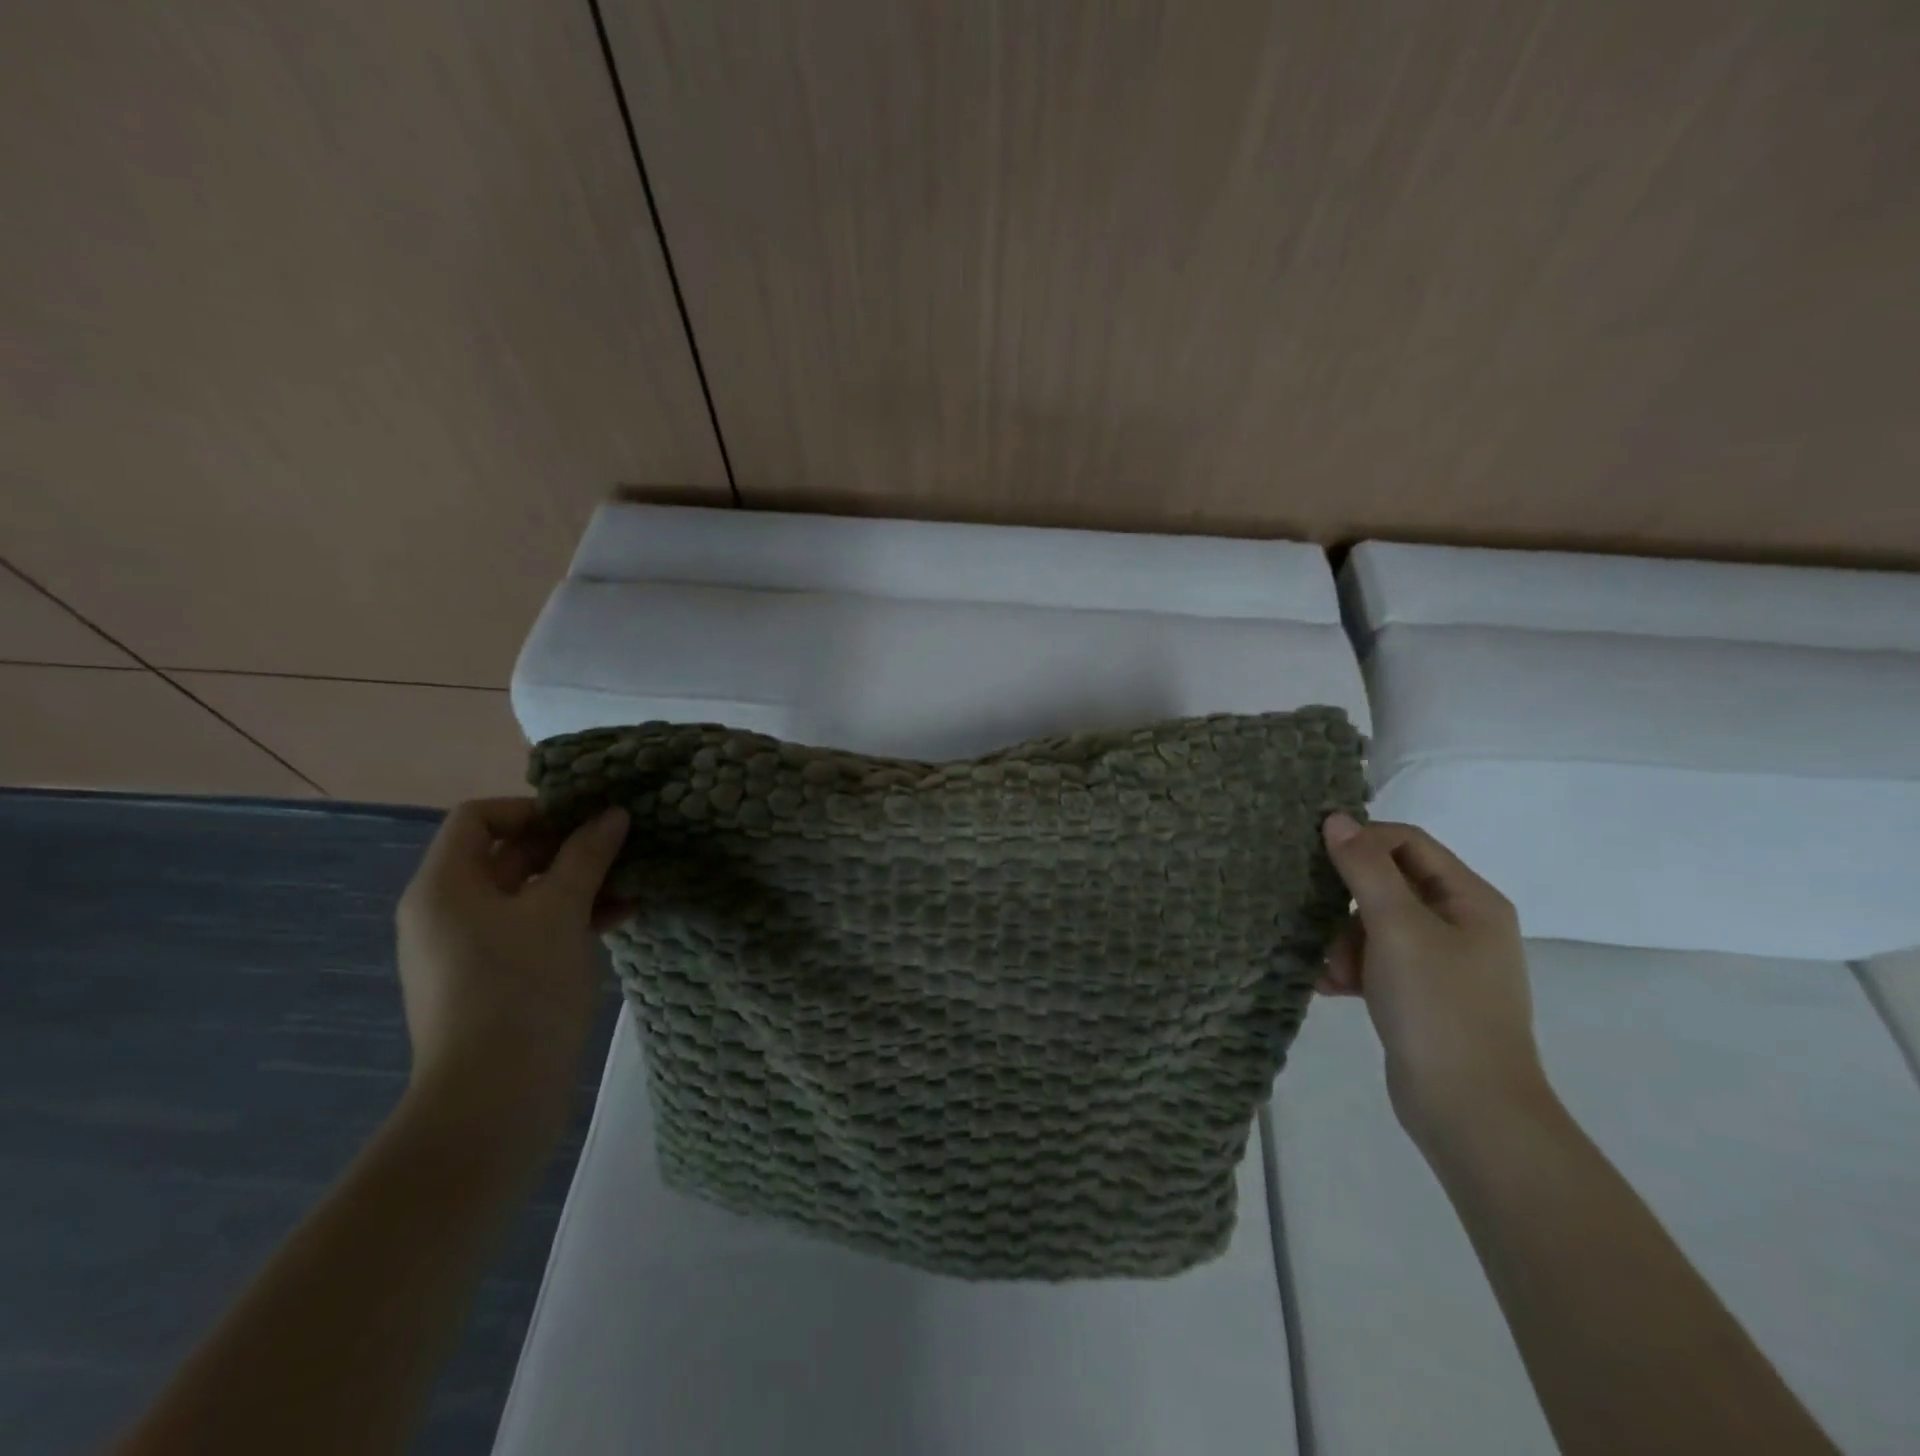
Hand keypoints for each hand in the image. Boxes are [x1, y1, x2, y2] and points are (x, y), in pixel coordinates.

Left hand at [393, 797, 630, 1149]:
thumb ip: (587, 856)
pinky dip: (571, 918)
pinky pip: (532, 930)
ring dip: (578, 882)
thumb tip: (613, 814)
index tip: (583, 821)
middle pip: (506, 855)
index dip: (531, 810)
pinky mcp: (494, 980)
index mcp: (445, 886)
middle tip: (619, 845)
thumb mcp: (560, 910)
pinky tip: (620, 916)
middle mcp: (448, 912)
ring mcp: (470, 950)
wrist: (494, 1097)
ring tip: (631, 880)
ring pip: (526, 895)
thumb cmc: (520, 986)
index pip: (478, 818)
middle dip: (566, 846)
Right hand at [1317, 813, 1549, 1143]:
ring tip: (1332, 973)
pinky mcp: (1421, 994)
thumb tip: (1337, 819)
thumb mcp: (1397, 927)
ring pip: (1374, 925)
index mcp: (1470, 899)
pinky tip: (1330, 988)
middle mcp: (1460, 923)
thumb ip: (1365, 869)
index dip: (1362, 842)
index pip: (1408, 842)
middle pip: (1388, 884)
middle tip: (1319, 923)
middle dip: (1347, 903)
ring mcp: (1441, 962)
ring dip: (1344, 942)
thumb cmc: (1438, 1006)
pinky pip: (1375, 961)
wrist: (1468, 1109)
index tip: (1317, 860)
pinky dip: (1351, 969)